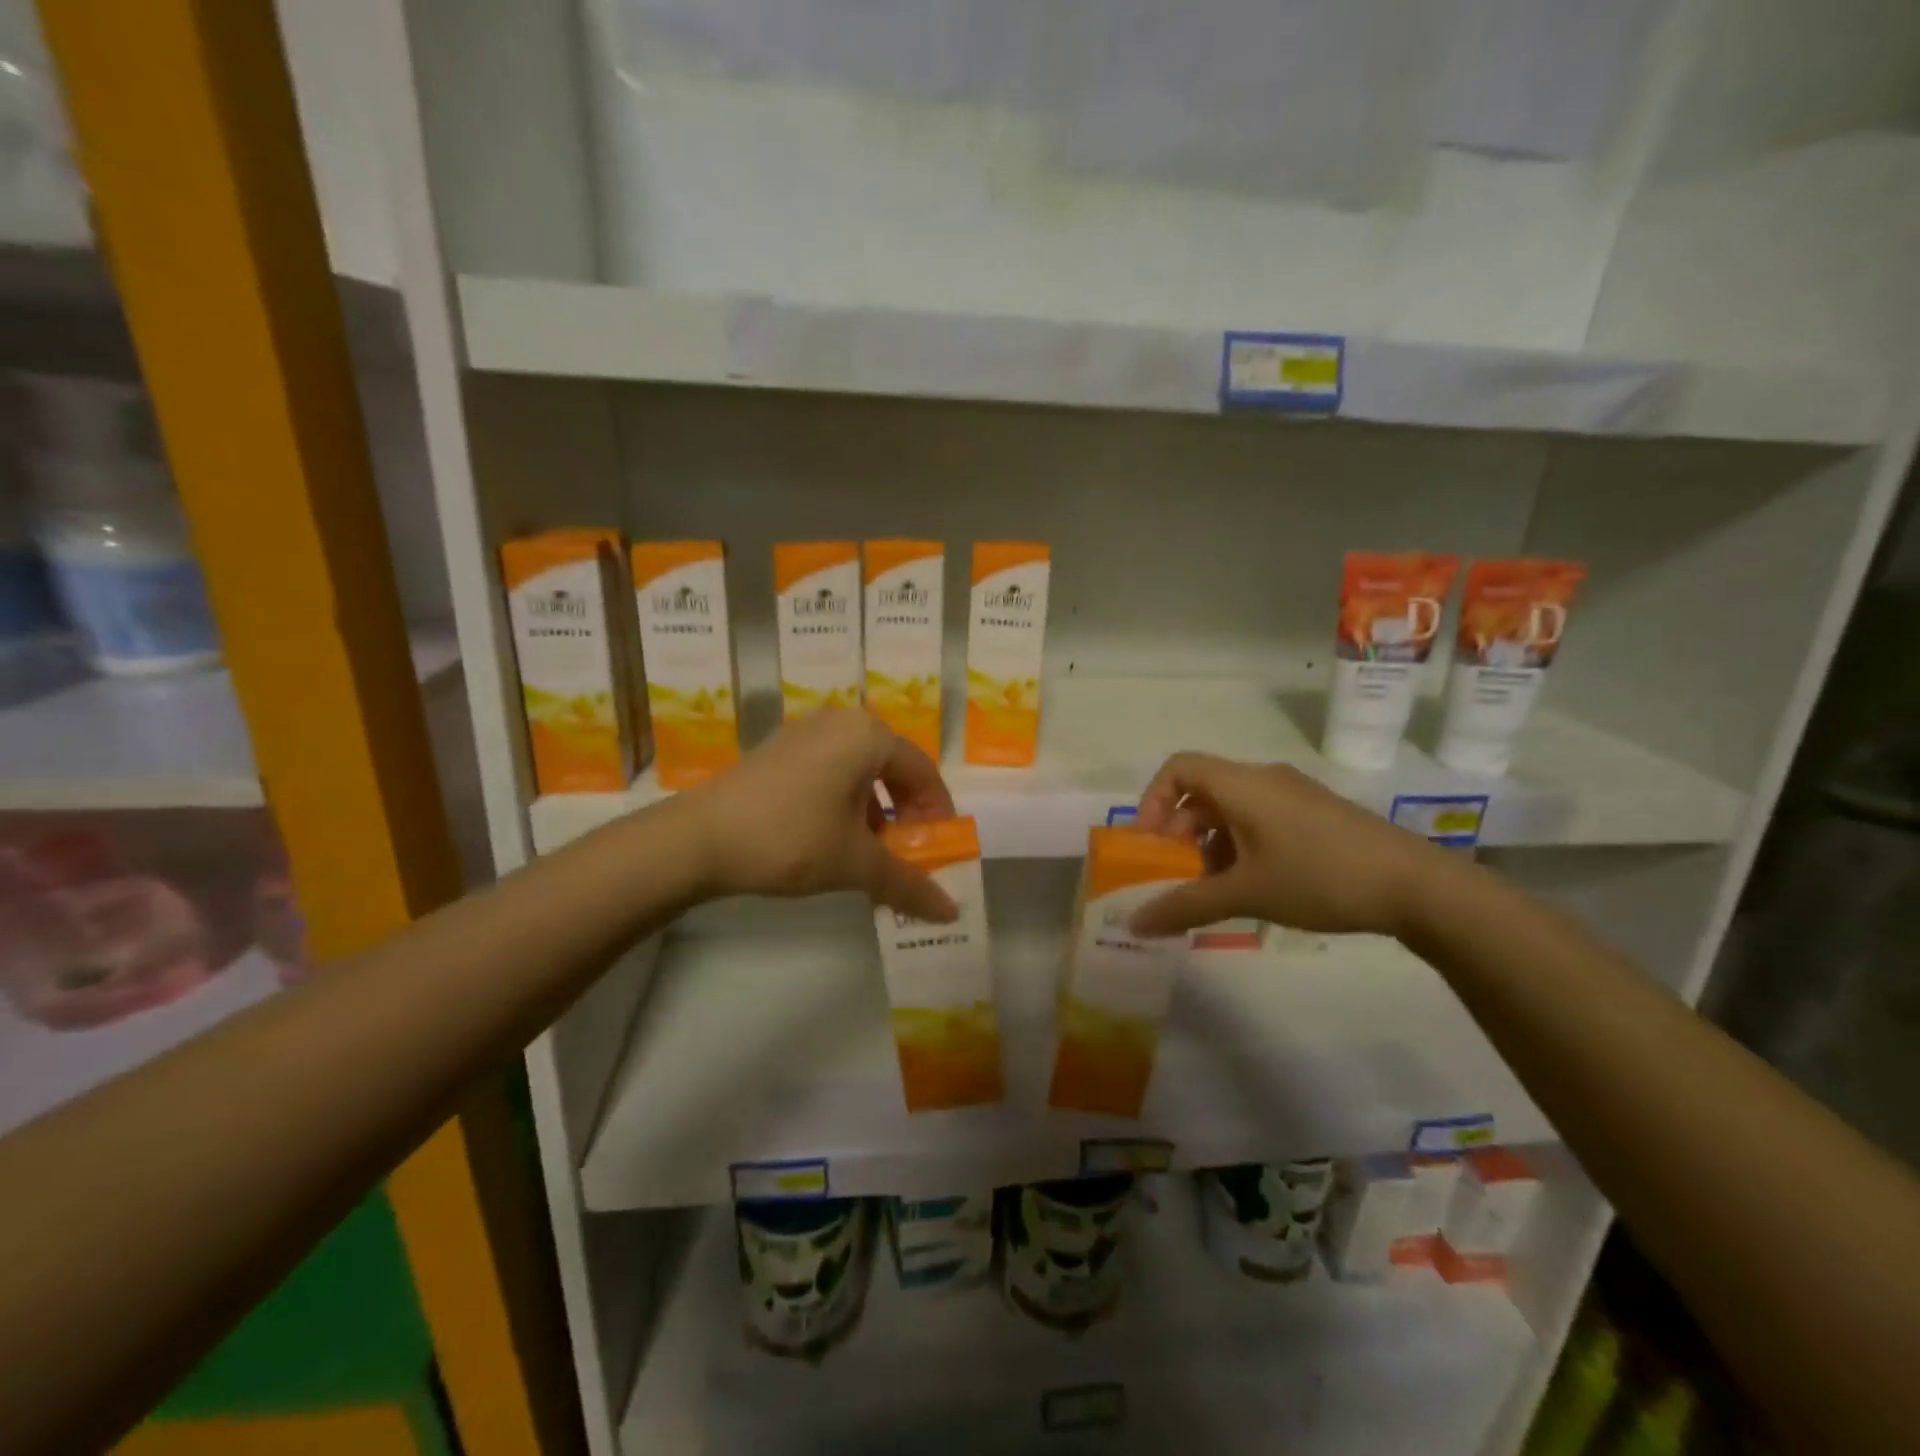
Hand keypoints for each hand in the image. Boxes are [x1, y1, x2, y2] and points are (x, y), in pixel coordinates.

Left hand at [686, 709, 959, 921]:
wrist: (697, 838)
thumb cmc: (790, 839)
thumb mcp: (855, 863)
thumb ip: (909, 883)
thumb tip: (952, 913)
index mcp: (869, 736)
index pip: (924, 773)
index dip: (938, 815)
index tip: (940, 851)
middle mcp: (842, 722)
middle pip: (893, 769)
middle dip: (906, 815)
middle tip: (907, 854)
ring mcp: (807, 732)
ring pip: (861, 771)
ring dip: (876, 812)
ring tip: (871, 853)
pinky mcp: (781, 749)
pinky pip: (831, 770)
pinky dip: (845, 802)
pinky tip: (834, 838)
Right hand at [1126, 754, 1449, 938]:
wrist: (1417, 885)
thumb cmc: (1320, 876)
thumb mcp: (1247, 894)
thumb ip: (1186, 906)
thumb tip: (1135, 924)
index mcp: (1242, 784)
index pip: (1178, 768)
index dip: (1153, 800)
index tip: (1150, 843)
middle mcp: (1264, 779)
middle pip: (1202, 791)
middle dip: (1180, 832)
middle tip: (1177, 874)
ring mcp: (1294, 795)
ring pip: (1232, 808)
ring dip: (1210, 844)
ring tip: (1214, 889)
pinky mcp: (1316, 814)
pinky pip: (1260, 819)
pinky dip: (1241, 845)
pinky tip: (1254, 886)